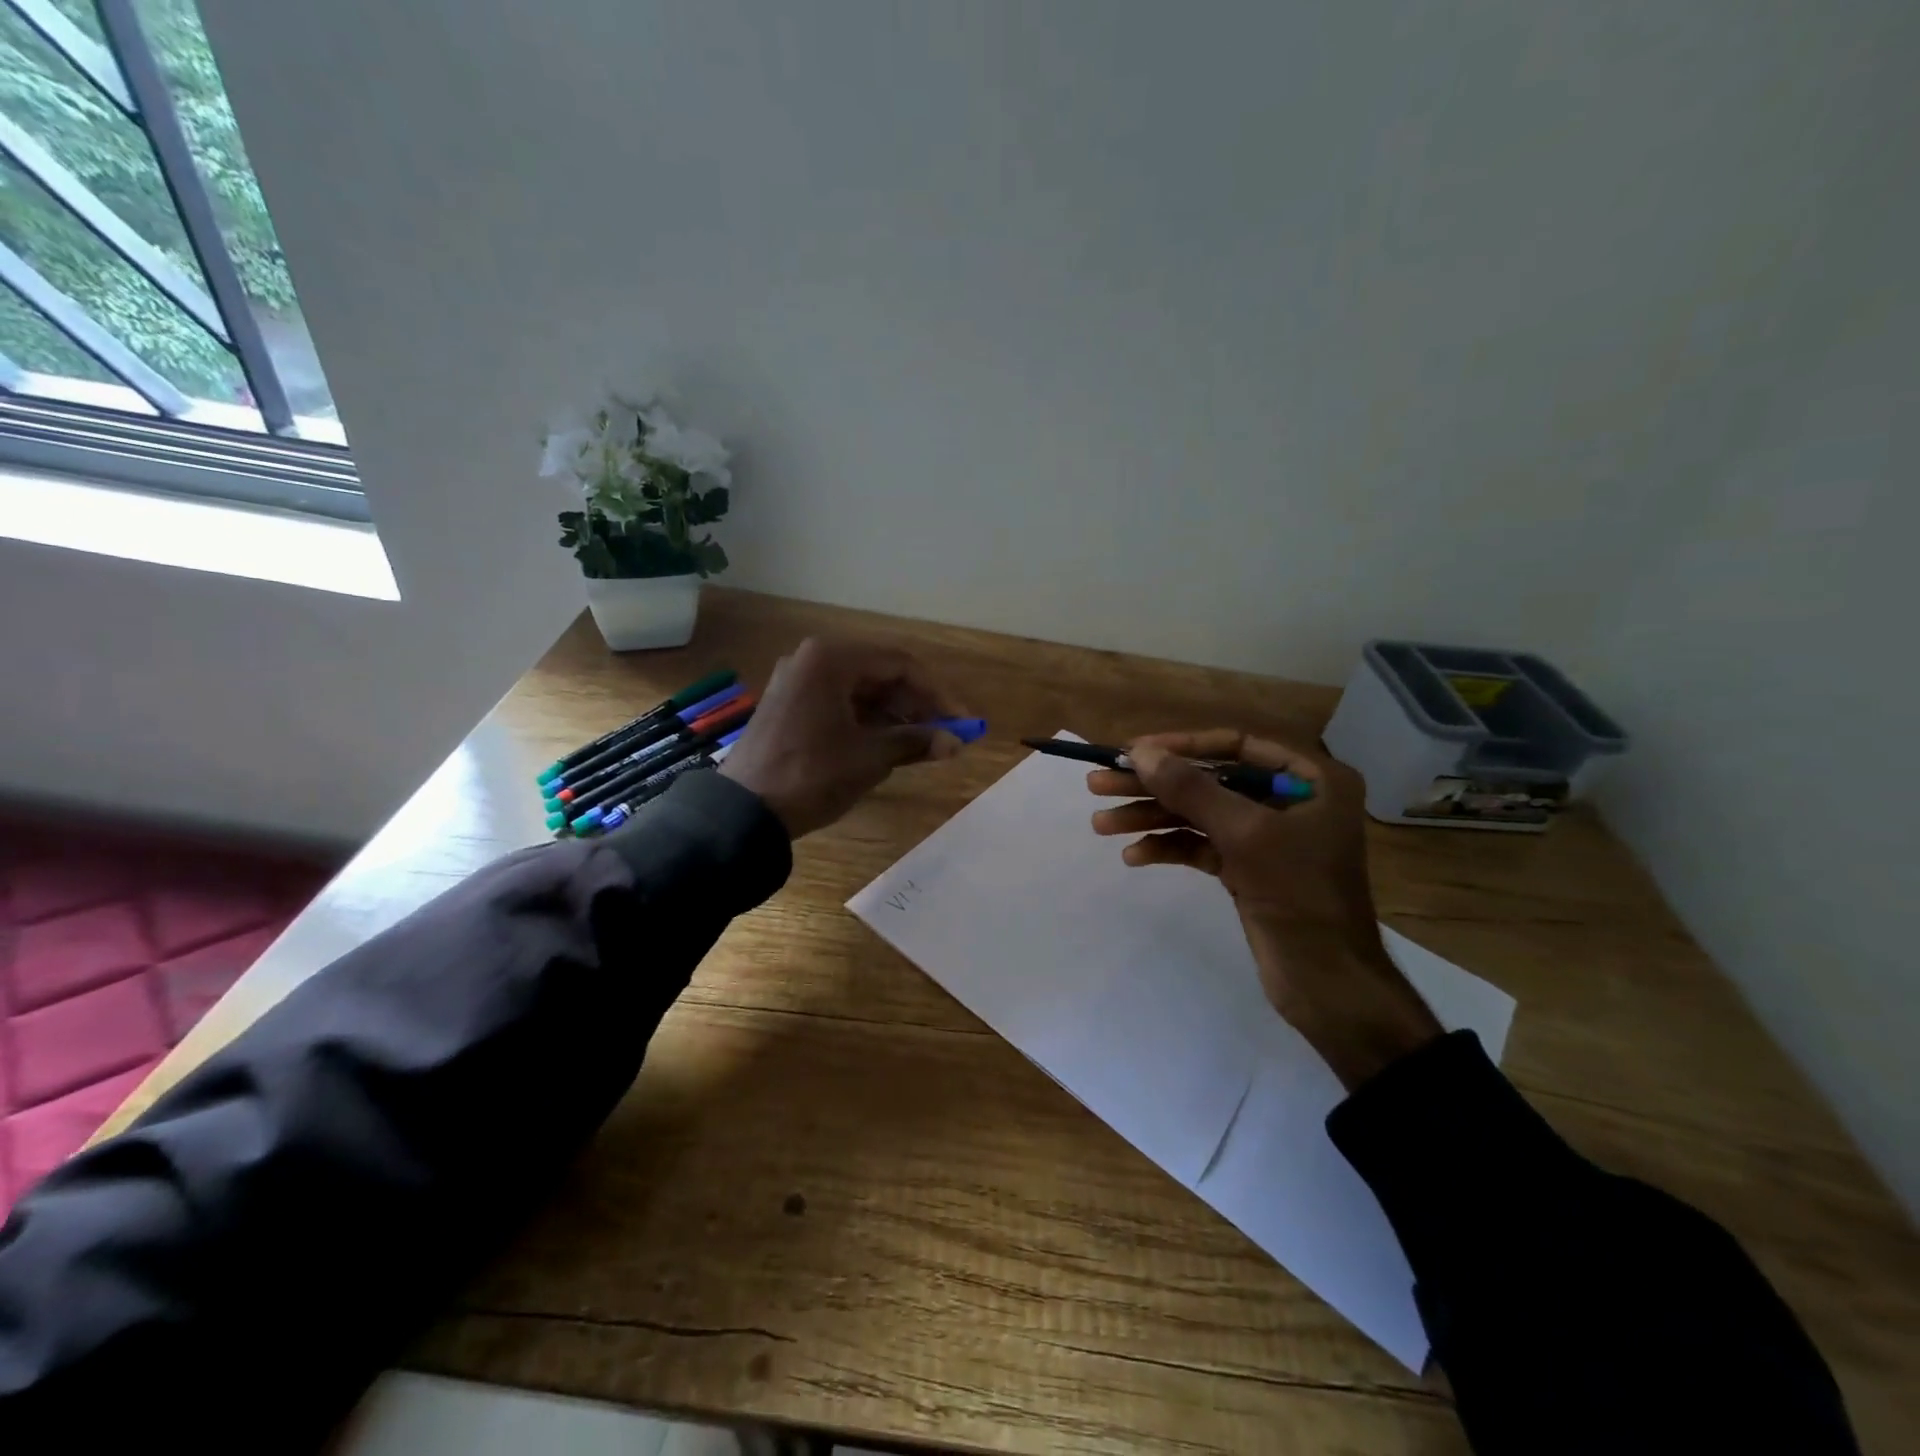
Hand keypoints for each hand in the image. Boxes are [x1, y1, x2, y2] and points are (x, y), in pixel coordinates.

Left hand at [720, 637, 967, 838]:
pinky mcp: (790, 705)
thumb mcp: (870, 757)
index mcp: (832, 659)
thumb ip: (916, 742)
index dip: (937, 694)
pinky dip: (867, 721)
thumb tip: (956, 743)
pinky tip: (890, 743)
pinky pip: (840, 703)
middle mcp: (812, 659)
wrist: (743, 811)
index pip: (900, 665)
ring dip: (894, 715)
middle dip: (916, 705)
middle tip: (946, 734)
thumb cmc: (811, 774)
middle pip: (880, 675)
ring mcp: (797, 682)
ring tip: (924, 744)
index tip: (962, 722)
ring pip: (860, 691)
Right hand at [1087, 730, 1442, 1090]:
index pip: (1236, 745)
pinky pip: (1202, 846)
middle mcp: (1290, 800)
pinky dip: (1170, 848)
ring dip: (1152, 818)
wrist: (1328, 984)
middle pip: (1210, 780)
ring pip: (1200, 815)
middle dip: (1155, 786)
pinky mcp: (1249, 869)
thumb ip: (1192, 789)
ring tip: (1102, 825)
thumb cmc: (1300, 895)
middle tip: (1099, 784)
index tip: (1133, 752)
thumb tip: (1139, 753)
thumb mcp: (1245, 834)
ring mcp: (1268, 837)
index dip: (1182, 745)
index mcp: (1311, 779)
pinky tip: (1134, 856)